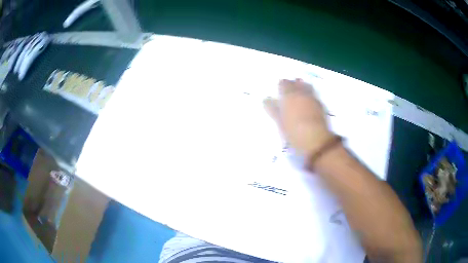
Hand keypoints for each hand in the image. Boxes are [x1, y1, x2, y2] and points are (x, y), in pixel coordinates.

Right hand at [263, 79, 332, 155]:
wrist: (316, 140)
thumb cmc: (293, 132)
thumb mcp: (279, 122)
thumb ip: (272, 109)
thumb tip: (266, 99)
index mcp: (289, 95)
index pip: (284, 83)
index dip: (280, 86)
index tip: (278, 93)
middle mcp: (302, 92)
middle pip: (296, 82)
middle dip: (291, 85)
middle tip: (287, 95)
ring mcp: (313, 97)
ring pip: (306, 86)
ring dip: (302, 88)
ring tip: (298, 98)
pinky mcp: (321, 105)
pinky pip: (313, 95)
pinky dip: (309, 96)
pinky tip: (307, 105)